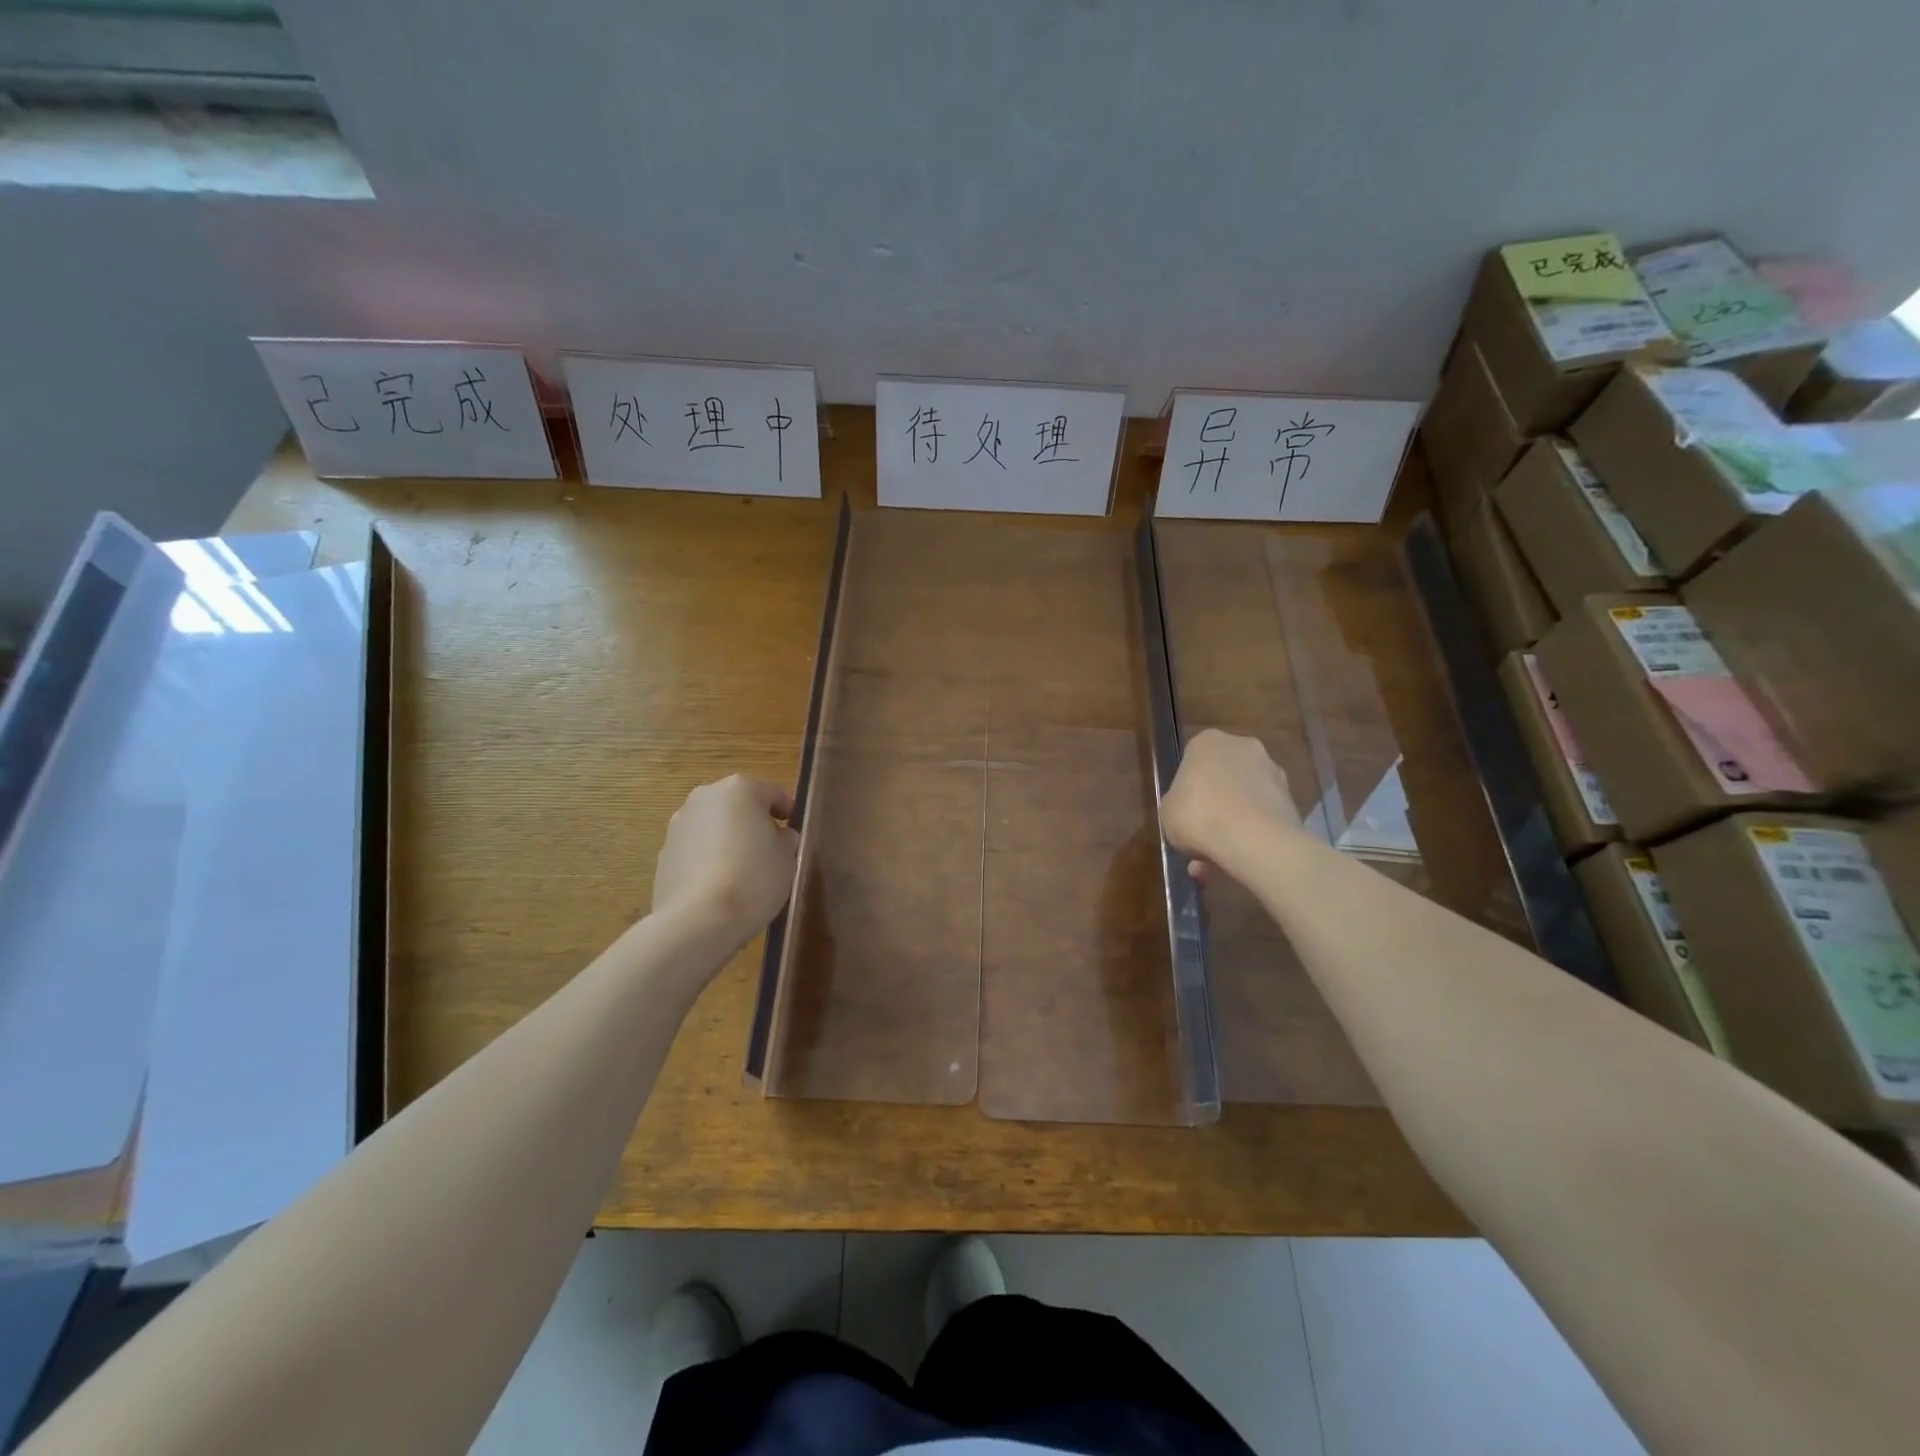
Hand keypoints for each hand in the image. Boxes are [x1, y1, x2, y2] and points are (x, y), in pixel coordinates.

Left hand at [651, 775, 799, 946]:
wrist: (698, 920)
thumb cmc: (753, 879)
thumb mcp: (787, 858)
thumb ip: (785, 839)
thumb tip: (778, 836)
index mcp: (740, 789)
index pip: (772, 793)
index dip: (788, 811)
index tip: (795, 830)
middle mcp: (705, 797)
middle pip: (738, 804)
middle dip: (753, 822)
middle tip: (769, 849)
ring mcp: (679, 824)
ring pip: (713, 825)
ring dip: (727, 838)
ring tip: (742, 870)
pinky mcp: (664, 853)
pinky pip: (695, 848)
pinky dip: (708, 858)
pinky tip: (719, 884)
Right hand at [1161, 730, 1302, 881]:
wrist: (1254, 840)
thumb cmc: (1198, 816)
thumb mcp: (1166, 813)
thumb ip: (1176, 805)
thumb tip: (1186, 812)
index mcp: (1207, 742)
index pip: (1192, 760)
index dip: (1186, 789)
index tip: (1183, 811)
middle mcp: (1243, 747)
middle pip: (1222, 776)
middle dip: (1214, 804)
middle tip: (1201, 835)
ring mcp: (1272, 771)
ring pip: (1244, 798)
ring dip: (1233, 823)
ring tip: (1218, 859)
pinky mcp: (1291, 799)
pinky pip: (1262, 816)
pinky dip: (1251, 834)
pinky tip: (1237, 860)